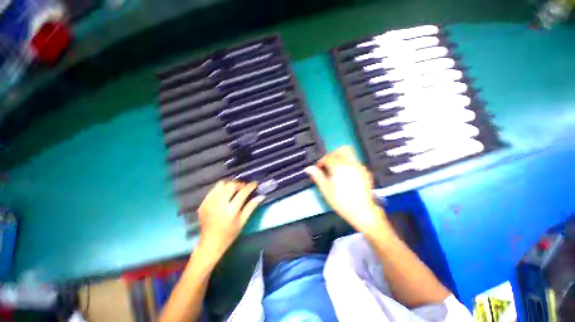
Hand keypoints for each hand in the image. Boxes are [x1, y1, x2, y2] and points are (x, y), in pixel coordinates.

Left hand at [196, 181, 264, 262]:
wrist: (209, 243)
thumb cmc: (229, 234)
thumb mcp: (242, 221)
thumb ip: (251, 207)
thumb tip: (261, 196)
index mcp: (231, 211)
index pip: (242, 192)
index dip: (250, 186)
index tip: (255, 183)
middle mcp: (219, 204)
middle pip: (231, 185)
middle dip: (239, 184)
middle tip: (244, 188)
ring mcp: (209, 203)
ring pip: (221, 184)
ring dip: (229, 185)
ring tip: (234, 190)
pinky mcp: (203, 203)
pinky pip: (213, 190)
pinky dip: (220, 190)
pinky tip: (224, 196)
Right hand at [305, 146, 389, 237]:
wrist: (362, 211)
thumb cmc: (341, 201)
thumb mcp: (326, 189)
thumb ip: (317, 176)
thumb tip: (308, 168)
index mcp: (339, 166)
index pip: (328, 157)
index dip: (321, 162)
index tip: (318, 169)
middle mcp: (351, 163)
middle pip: (342, 150)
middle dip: (333, 155)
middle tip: (328, 165)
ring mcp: (360, 167)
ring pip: (350, 155)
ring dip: (341, 159)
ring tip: (336, 170)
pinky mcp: (366, 173)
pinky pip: (355, 163)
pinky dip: (348, 165)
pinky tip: (346, 176)